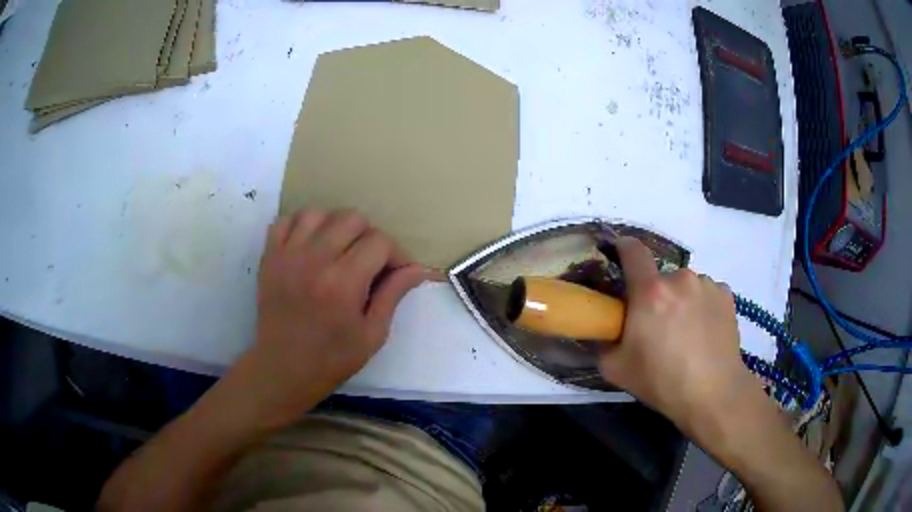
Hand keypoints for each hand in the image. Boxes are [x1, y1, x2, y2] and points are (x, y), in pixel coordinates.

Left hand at [234, 209, 429, 426]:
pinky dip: (301, 226)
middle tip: (368, 262)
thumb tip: (419, 268)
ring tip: (338, 250)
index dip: (395, 254)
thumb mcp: (372, 334)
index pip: (379, 242)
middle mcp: (314, 260)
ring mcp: (287, 255)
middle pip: (351, 218)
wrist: (282, 369)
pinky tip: (310, 245)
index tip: (395, 272)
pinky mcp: (269, 257)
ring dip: (335, 226)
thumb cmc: (332, 359)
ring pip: (318, 213)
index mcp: (343, 283)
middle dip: (368, 236)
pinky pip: (285, 220)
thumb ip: (393, 295)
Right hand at [597, 237, 756, 434]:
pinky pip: (706, 293)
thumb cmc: (662, 381)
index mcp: (650, 292)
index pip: (633, 250)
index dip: (623, 248)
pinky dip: (701, 306)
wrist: (713, 394)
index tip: (620, 255)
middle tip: (657, 326)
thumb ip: (603, 343)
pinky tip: (705, 332)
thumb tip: (604, 330)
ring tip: (686, 333)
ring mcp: (707, 284)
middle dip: (655, 295)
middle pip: (660, 277)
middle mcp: (680, 278)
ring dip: (681, 300)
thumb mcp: (616, 369)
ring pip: (685, 286)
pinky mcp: (726, 295)